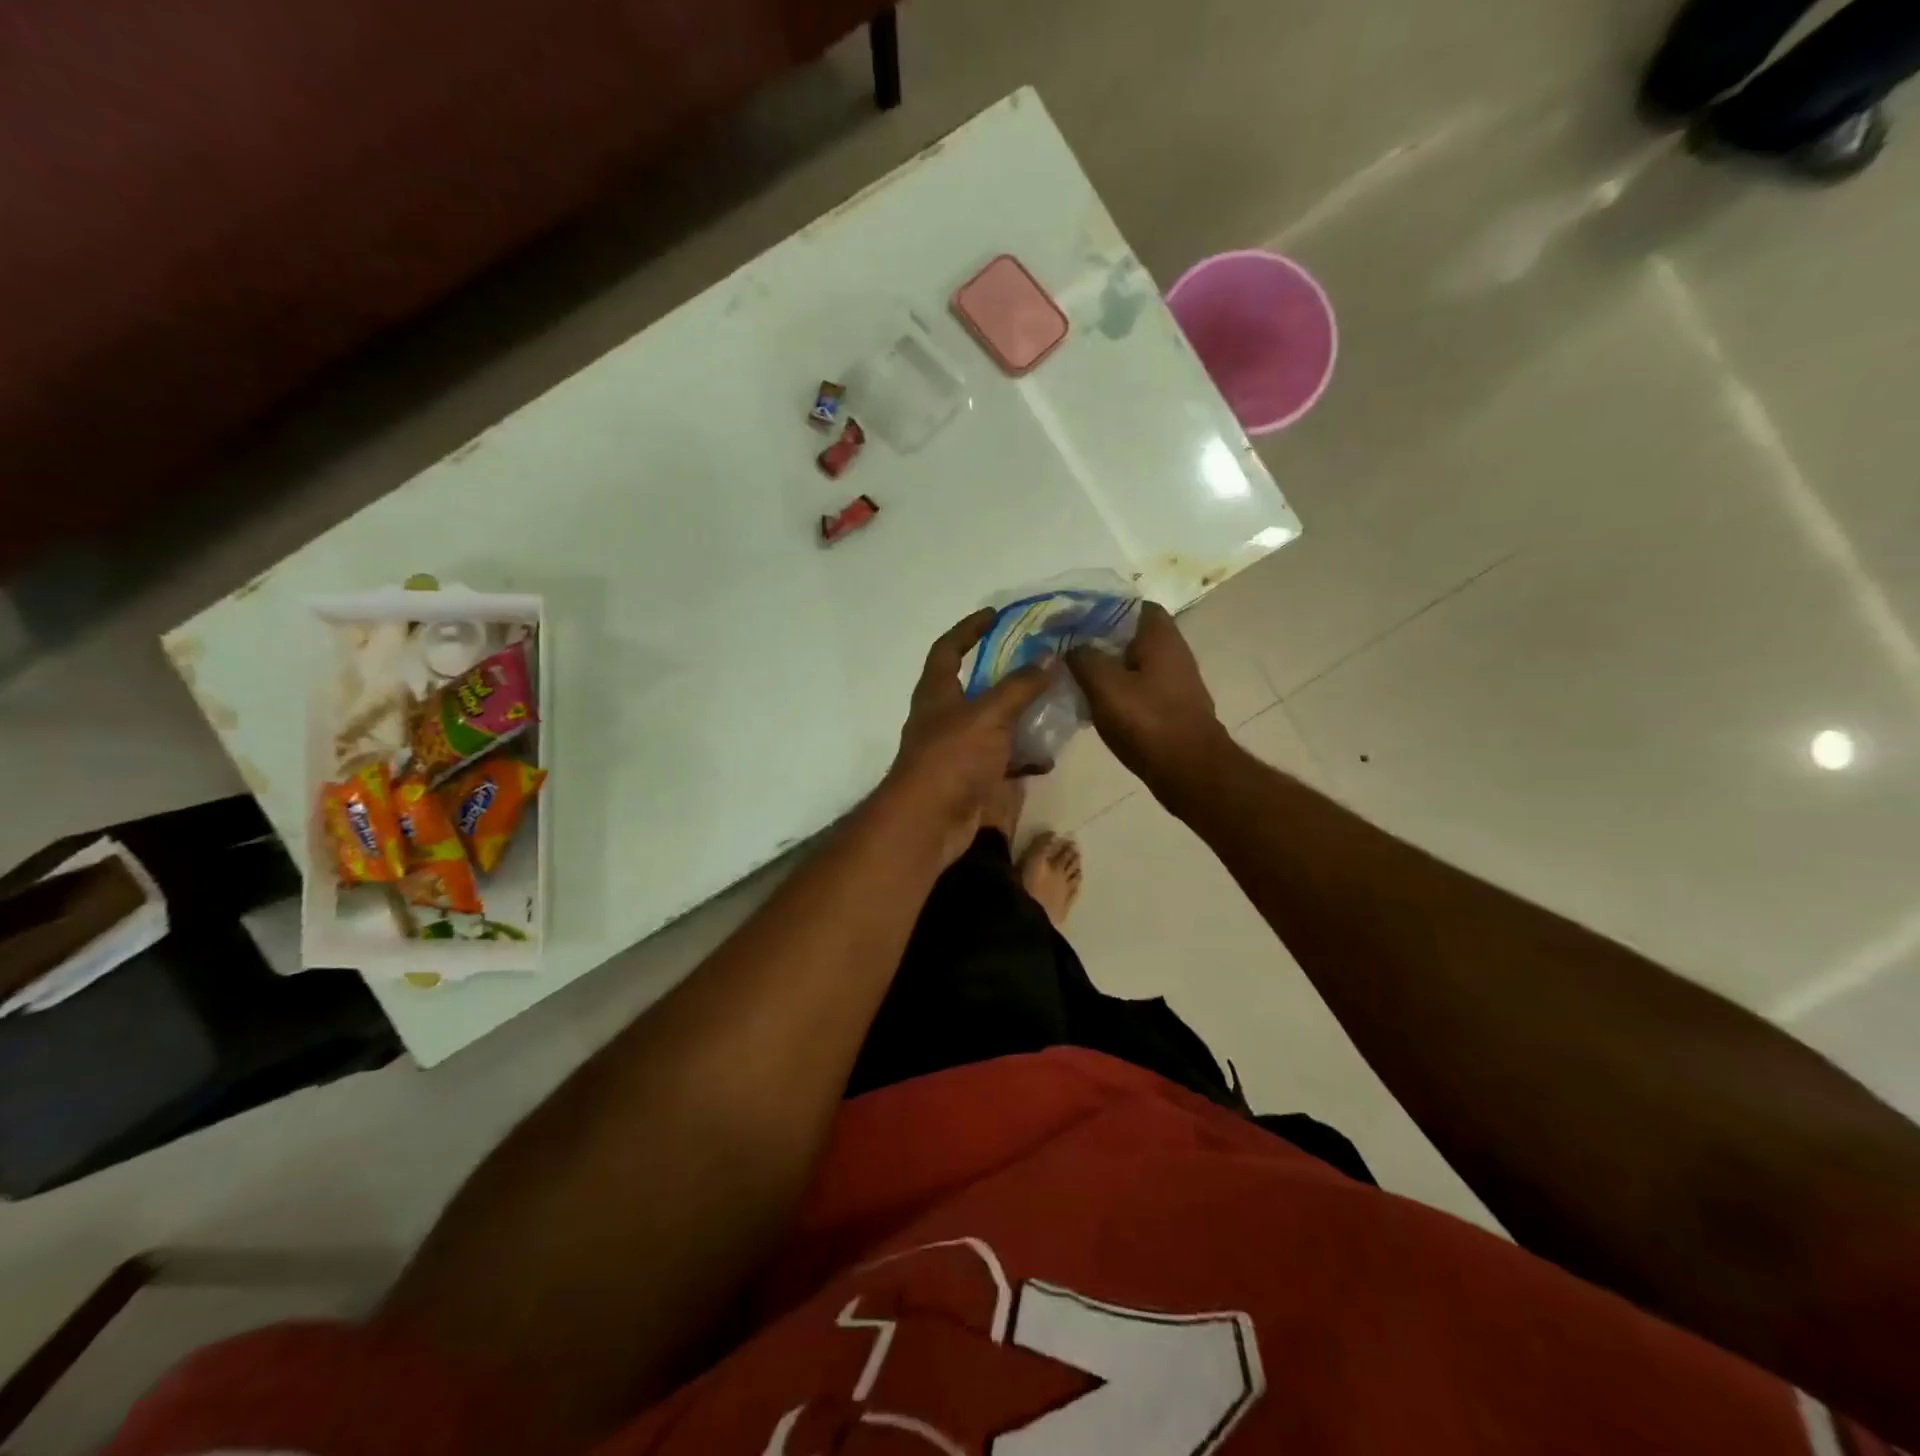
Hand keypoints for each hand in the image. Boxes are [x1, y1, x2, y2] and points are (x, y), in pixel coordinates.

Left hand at [882, 610, 1052, 866]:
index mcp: (937, 693)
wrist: (928, 824)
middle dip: (1003, 673)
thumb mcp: (989, 715)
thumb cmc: (951, 758)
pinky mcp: (967, 779)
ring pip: (990, 724)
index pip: (949, 648)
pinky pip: (999, 760)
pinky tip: (1047, 757)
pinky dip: (1021, 757)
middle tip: (1038, 662)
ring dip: (1017, 716)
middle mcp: (942, 717)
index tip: (995, 615)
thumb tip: (1048, 657)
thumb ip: (1019, 686)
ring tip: (1052, 705)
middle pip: (973, 686)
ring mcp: (954, 750)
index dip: (969, 629)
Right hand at [1066, 602, 1228, 794]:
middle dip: (1099, 639)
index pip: (1131, 604)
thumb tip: (1072, 646)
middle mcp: (1173, 652)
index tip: (1073, 619)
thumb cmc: (1147, 721)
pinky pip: (1139, 687)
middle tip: (1066, 648)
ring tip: (1074, 675)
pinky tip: (1095, 703)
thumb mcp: (1104, 685)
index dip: (1101, 608)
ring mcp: (1175, 681)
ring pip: (1133, 663)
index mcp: (1160, 636)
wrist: (1189, 770)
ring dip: (1107, 667)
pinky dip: (1118, 689)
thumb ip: (1083, 658)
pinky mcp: (1171, 707)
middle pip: (1131, 634)